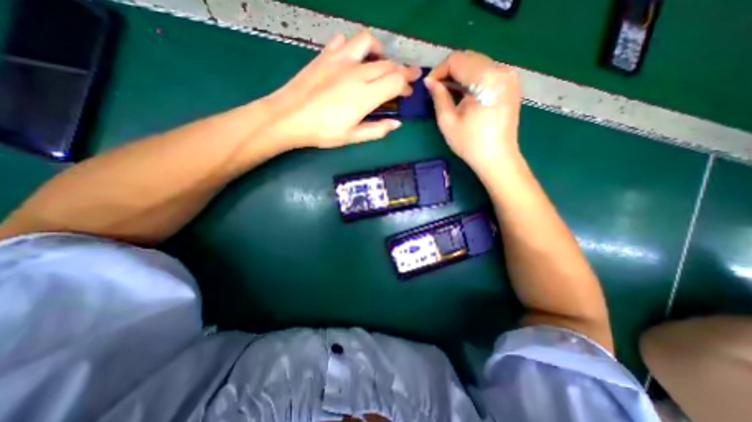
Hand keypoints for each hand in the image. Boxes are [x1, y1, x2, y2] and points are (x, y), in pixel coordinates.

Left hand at [263, 31, 419, 150]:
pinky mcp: (325, 55)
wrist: (289, 117)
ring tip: (382, 62)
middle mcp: (356, 73)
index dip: (406, 86)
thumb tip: (396, 123)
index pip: (395, 82)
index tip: (408, 93)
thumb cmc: (322, 131)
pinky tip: (353, 59)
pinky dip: (354, 47)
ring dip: (380, 51)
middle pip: (388, 64)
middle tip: (408, 77)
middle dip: (403, 70)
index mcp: (365, 95)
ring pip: (368, 43)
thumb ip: (377, 130)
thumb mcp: (352, 137)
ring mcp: (340, 60)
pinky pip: (344, 41)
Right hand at [422, 49, 524, 172]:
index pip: (457, 60)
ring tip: (448, 92)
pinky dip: (472, 79)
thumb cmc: (470, 143)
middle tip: (436, 88)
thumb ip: (438, 97)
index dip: (439, 70)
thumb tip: (430, 82)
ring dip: (460, 74)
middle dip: (449, 71)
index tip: (428, 85)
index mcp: (486, 79)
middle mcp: (501, 71)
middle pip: (469, 58)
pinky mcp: (510, 85)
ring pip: (478, 63)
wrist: (497, 158)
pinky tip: (464, 93)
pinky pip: (488, 72)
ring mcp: (509, 77)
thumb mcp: (448, 121)